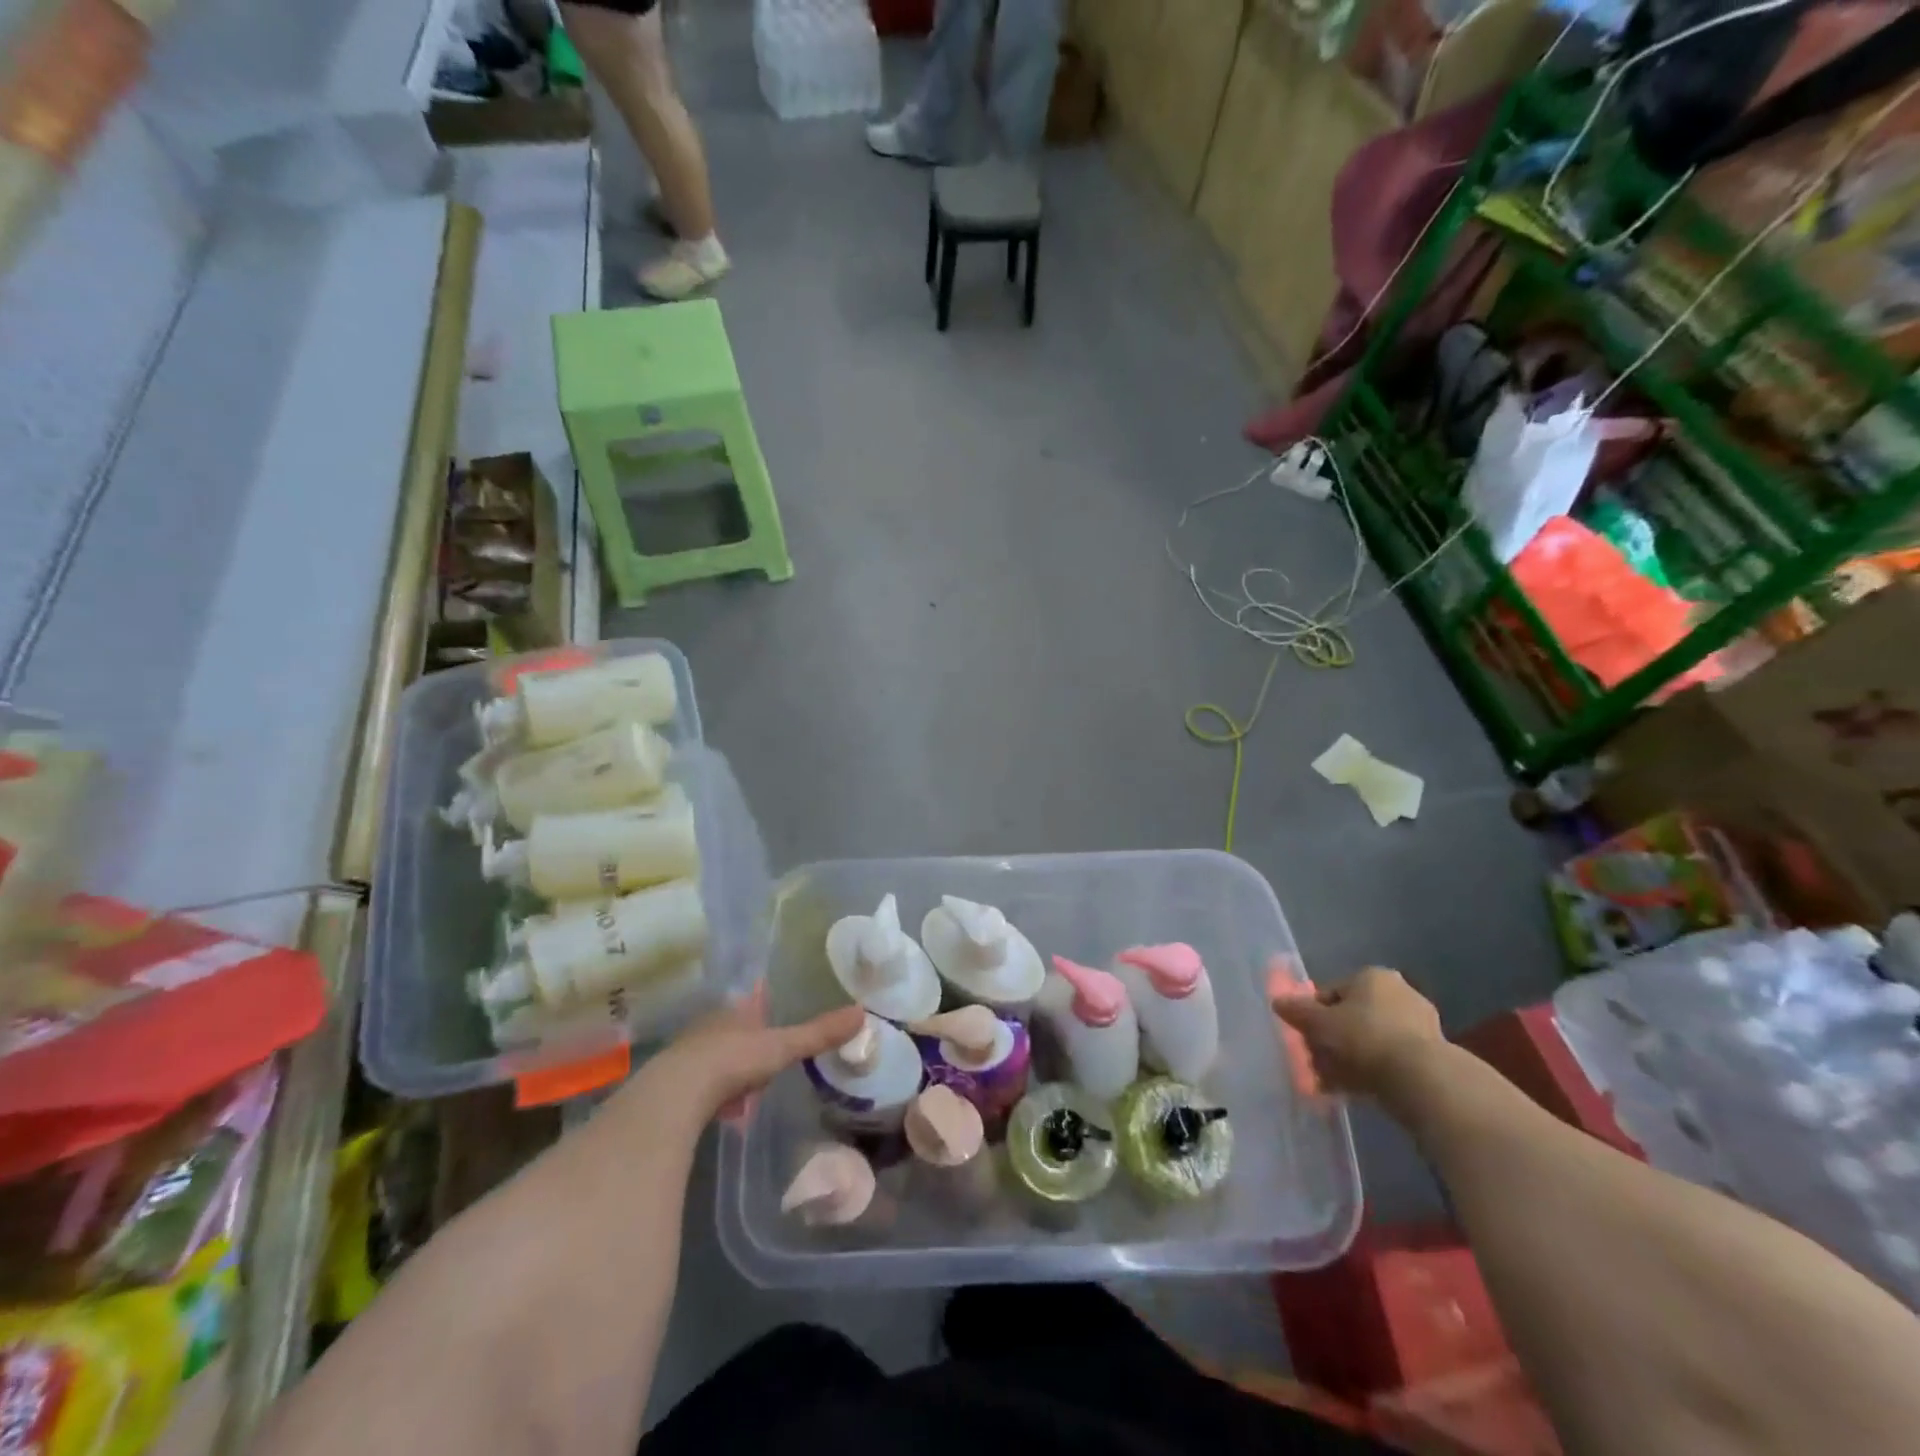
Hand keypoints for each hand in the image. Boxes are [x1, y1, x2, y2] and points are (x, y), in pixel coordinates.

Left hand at [645, 992, 865, 1126]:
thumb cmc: (733, 1060)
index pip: (749, 1005)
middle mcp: (707, 1027)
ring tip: (746, 1086)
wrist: (677, 1094)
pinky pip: (699, 1085)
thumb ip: (818, 1034)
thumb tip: (861, 1012)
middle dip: (744, 1040)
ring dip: (727, 1068)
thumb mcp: (782, 1047)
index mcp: (733, 1012)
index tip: (770, 1017)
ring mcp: (686, 1056)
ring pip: (712, 1056)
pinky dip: (712, 1093)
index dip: (760, 1010)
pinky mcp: (672, 1087)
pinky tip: (722, 1108)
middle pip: (730, 1030)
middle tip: (762, 1056)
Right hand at [1271, 966, 1443, 1098]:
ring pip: (1371, 1040)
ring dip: (1351, 1058)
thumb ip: (1296, 1011)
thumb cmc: (1364, 1038)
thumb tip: (1278, 1002)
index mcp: (1372, 976)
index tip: (1306, 1039)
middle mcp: (1400, 992)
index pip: (1331, 992)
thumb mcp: (1318, 1023)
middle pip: (1352, 1017)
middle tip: (1318, 1063)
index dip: (1314, 1016)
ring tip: (1334, 1082)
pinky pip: (1391, 1059)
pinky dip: (1373, 1071)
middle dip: (1333, 1040)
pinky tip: (1358, 1091)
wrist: (1421, 1079)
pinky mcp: (1433, 1055)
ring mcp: (1421, 1024)